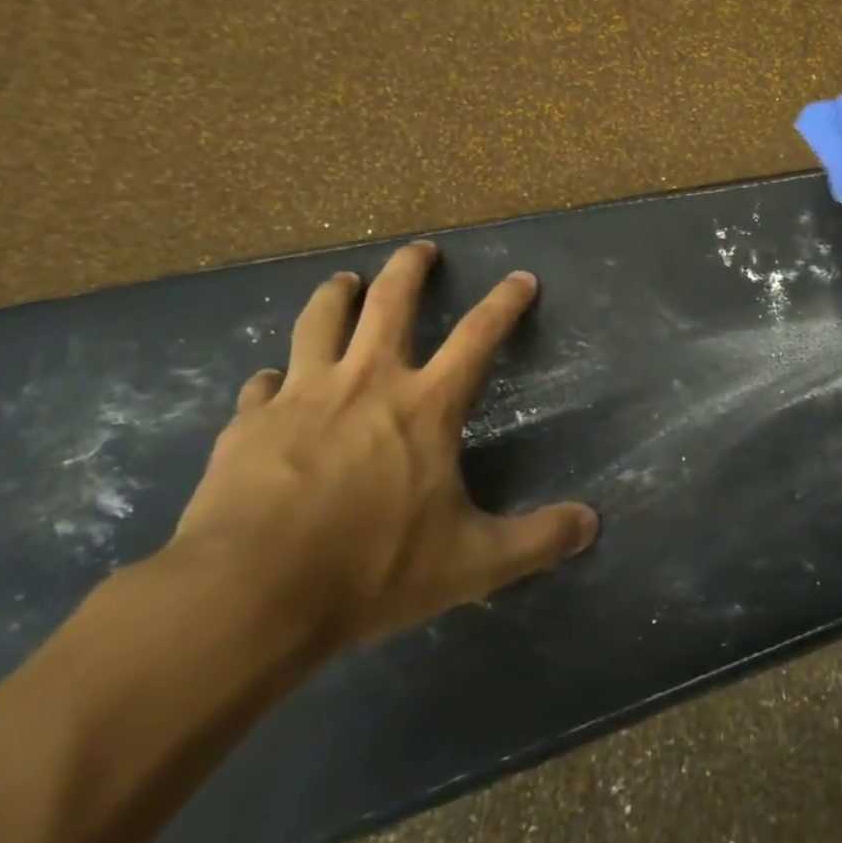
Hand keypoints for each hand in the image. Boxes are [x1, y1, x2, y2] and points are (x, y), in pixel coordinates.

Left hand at [172, 241, 598, 649]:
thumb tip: (592, 525)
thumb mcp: (471, 562)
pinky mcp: (249, 424)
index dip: (505, 303)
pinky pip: (264, 385)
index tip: (521, 278)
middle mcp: (366, 382)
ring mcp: (302, 396)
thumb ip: (536, 539)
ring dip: (335, 295)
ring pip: (320, 322)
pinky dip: (274, 377)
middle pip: (389, 303)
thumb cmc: (371, 568)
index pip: (478, 337)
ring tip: (343, 280)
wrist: (249, 594)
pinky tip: (271, 381)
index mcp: (425, 405)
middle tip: (420, 248)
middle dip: (409, 269)